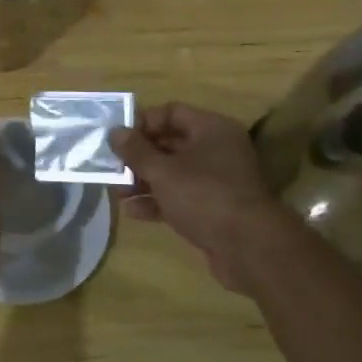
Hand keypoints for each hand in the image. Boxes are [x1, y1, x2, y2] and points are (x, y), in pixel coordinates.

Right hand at [109, 102, 282, 279]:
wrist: (249, 249)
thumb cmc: (204, 196)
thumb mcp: (163, 170)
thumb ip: (135, 150)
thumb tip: (115, 132)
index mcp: (211, 129)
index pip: (171, 112)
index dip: (142, 122)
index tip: (117, 137)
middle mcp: (217, 150)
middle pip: (170, 143)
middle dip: (138, 156)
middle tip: (111, 166)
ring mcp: (216, 181)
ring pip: (173, 173)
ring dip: (143, 181)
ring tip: (116, 192)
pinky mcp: (213, 209)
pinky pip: (180, 197)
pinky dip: (157, 201)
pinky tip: (132, 212)